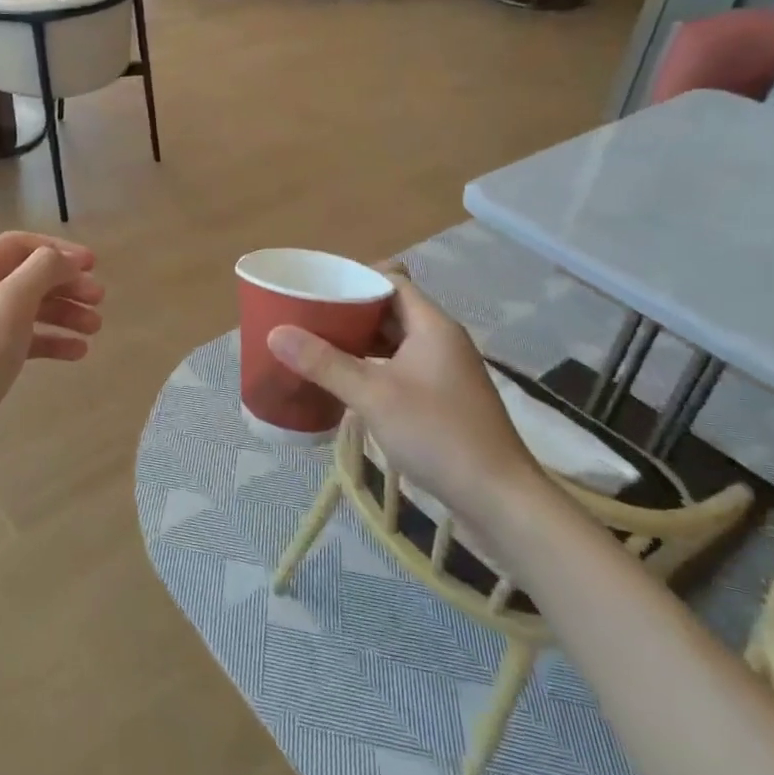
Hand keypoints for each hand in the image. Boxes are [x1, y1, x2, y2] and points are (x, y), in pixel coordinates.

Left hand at [0, 232, 103, 492]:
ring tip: (95, 328)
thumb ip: (43, 270)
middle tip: (100, 300)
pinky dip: (49, 340)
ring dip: (63, 313)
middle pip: (26, 276)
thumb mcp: (11, 302)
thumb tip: (65, 259)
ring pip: (27, 309)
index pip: (20, 245)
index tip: (94, 265)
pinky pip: (21, 339)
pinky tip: (77, 352)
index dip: (59, 250)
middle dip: (65, 285)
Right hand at [267, 278, 549, 526]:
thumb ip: (324, 362)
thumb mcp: (373, 396)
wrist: (498, 496)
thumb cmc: (437, 434)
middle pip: (390, 309)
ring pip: (394, 341)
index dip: (355, 278)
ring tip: (316, 345)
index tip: (318, 286)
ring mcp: (443, 371)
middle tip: (308, 316)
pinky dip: (372, 366)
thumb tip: (275, 332)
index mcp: (432, 326)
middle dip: (350, 311)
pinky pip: (400, 366)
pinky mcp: (442, 398)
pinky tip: (345, 381)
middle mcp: (440, 340)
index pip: (391, 280)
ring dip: (359, 340)